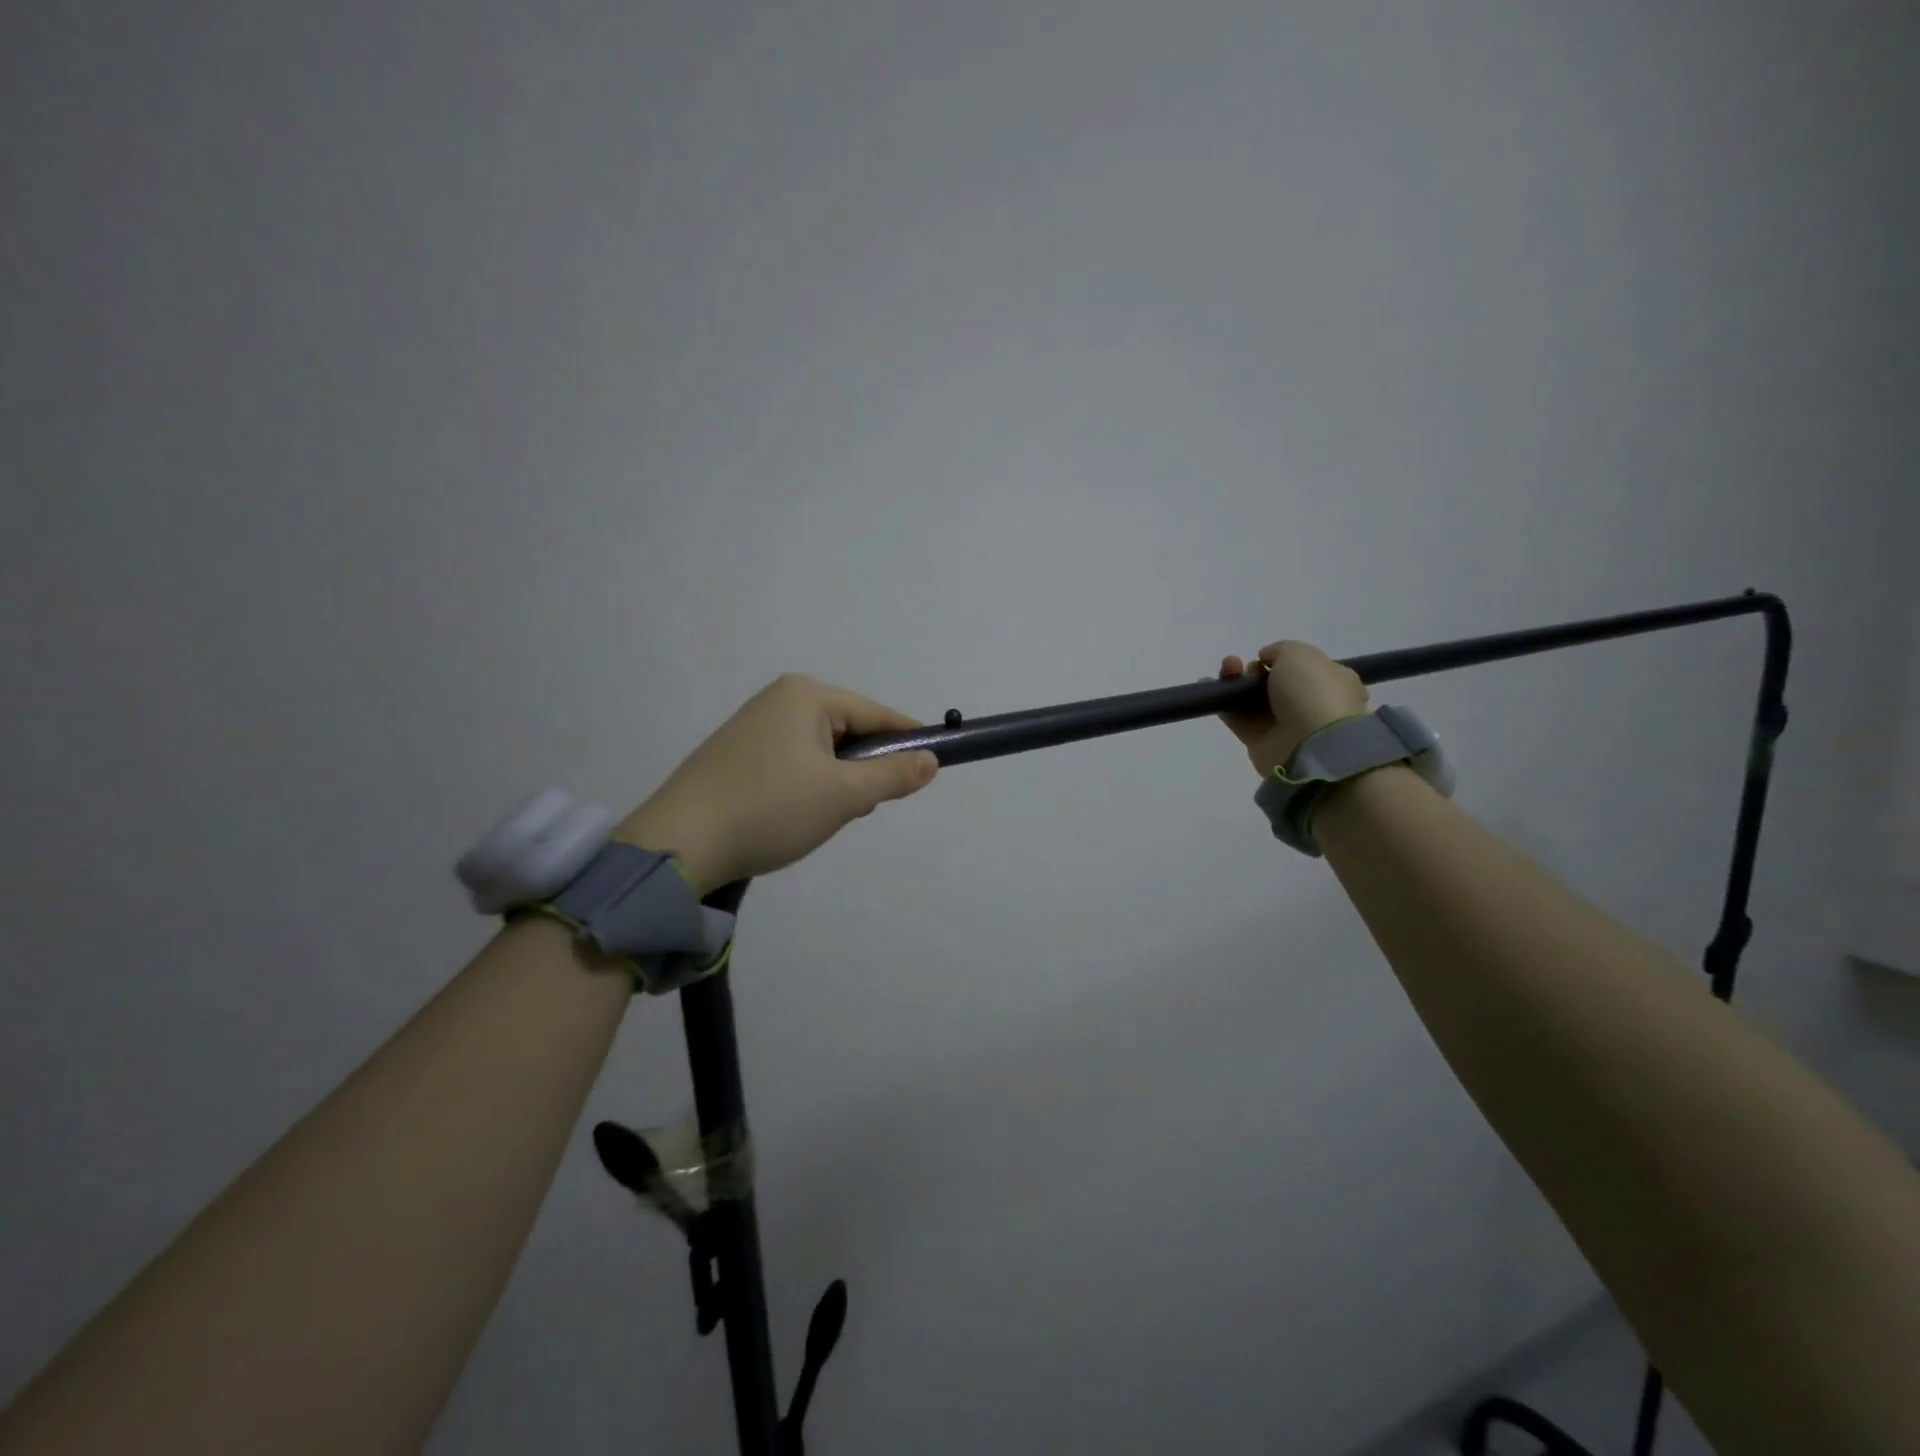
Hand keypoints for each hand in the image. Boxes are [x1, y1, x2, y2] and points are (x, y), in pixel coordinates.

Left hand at [617, 675, 938, 892]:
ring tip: (818, 818)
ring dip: (834, 784)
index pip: (877, 714)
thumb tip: (931, 761)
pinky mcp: (736, 753)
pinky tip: (792, 816)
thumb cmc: (770, 809)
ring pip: (822, 752)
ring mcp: (753, 725)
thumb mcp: (843, 795)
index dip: (908, 742)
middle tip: (857, 809)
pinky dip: (806, 788)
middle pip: (849, 732)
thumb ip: (893, 776)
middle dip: (862, 771)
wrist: (678, 845)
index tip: (931, 769)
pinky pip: (793, 763)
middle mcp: (779, 699)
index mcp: (807, 695)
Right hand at [1214, 642, 1369, 775]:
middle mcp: (1308, 703)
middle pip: (1273, 682)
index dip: (1281, 659)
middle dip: (1254, 670)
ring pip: (1253, 699)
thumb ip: (1280, 650)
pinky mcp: (1261, 741)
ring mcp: (1284, 724)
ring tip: (1227, 669)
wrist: (1309, 743)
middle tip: (1243, 666)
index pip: (1303, 668)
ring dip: (1236, 680)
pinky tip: (1208, 686)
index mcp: (1331, 681)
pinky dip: (1223, 703)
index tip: (1266, 657)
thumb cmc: (1313, 692)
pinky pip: (1238, 719)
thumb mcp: (1300, 654)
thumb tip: (1266, 659)